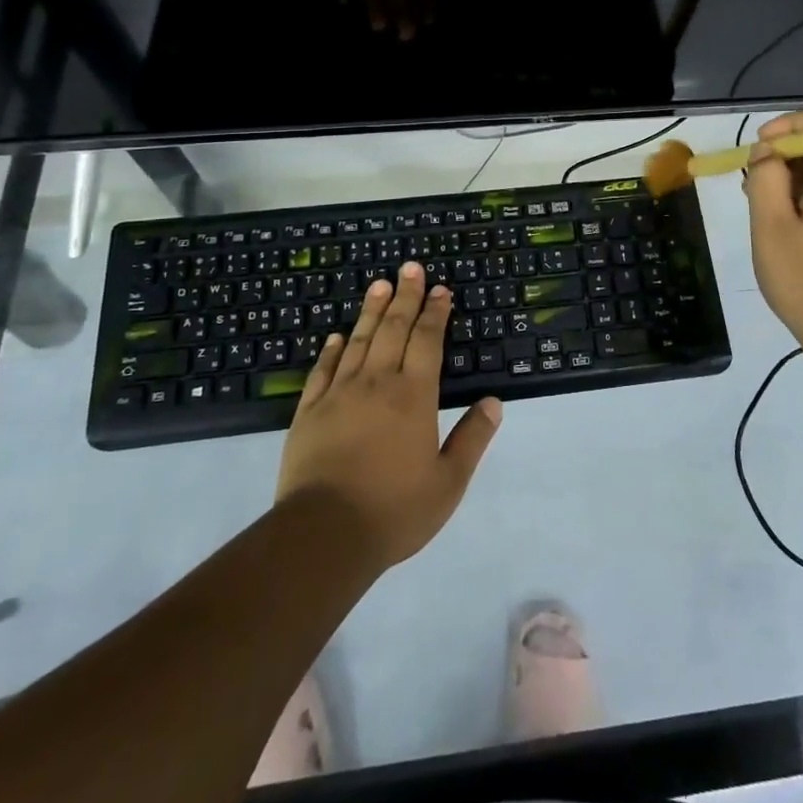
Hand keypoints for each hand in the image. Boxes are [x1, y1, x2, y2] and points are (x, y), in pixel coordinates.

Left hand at [275, 264, 501, 570]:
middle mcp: (377, 383)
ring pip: (359, 341)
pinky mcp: (309, 412)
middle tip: (410, 267)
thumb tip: (493, 402)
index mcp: (414, 396)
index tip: (441, 290)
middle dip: (405, 296)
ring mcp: (339, 394)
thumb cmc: (394, 510)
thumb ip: (472, 439)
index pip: (428, 341)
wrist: (323, 535)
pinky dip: (332, 349)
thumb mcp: (448, 482)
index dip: (436, 313)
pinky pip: (322, 370)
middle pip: (393, 329)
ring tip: (379, 283)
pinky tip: (337, 336)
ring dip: (371, 310)